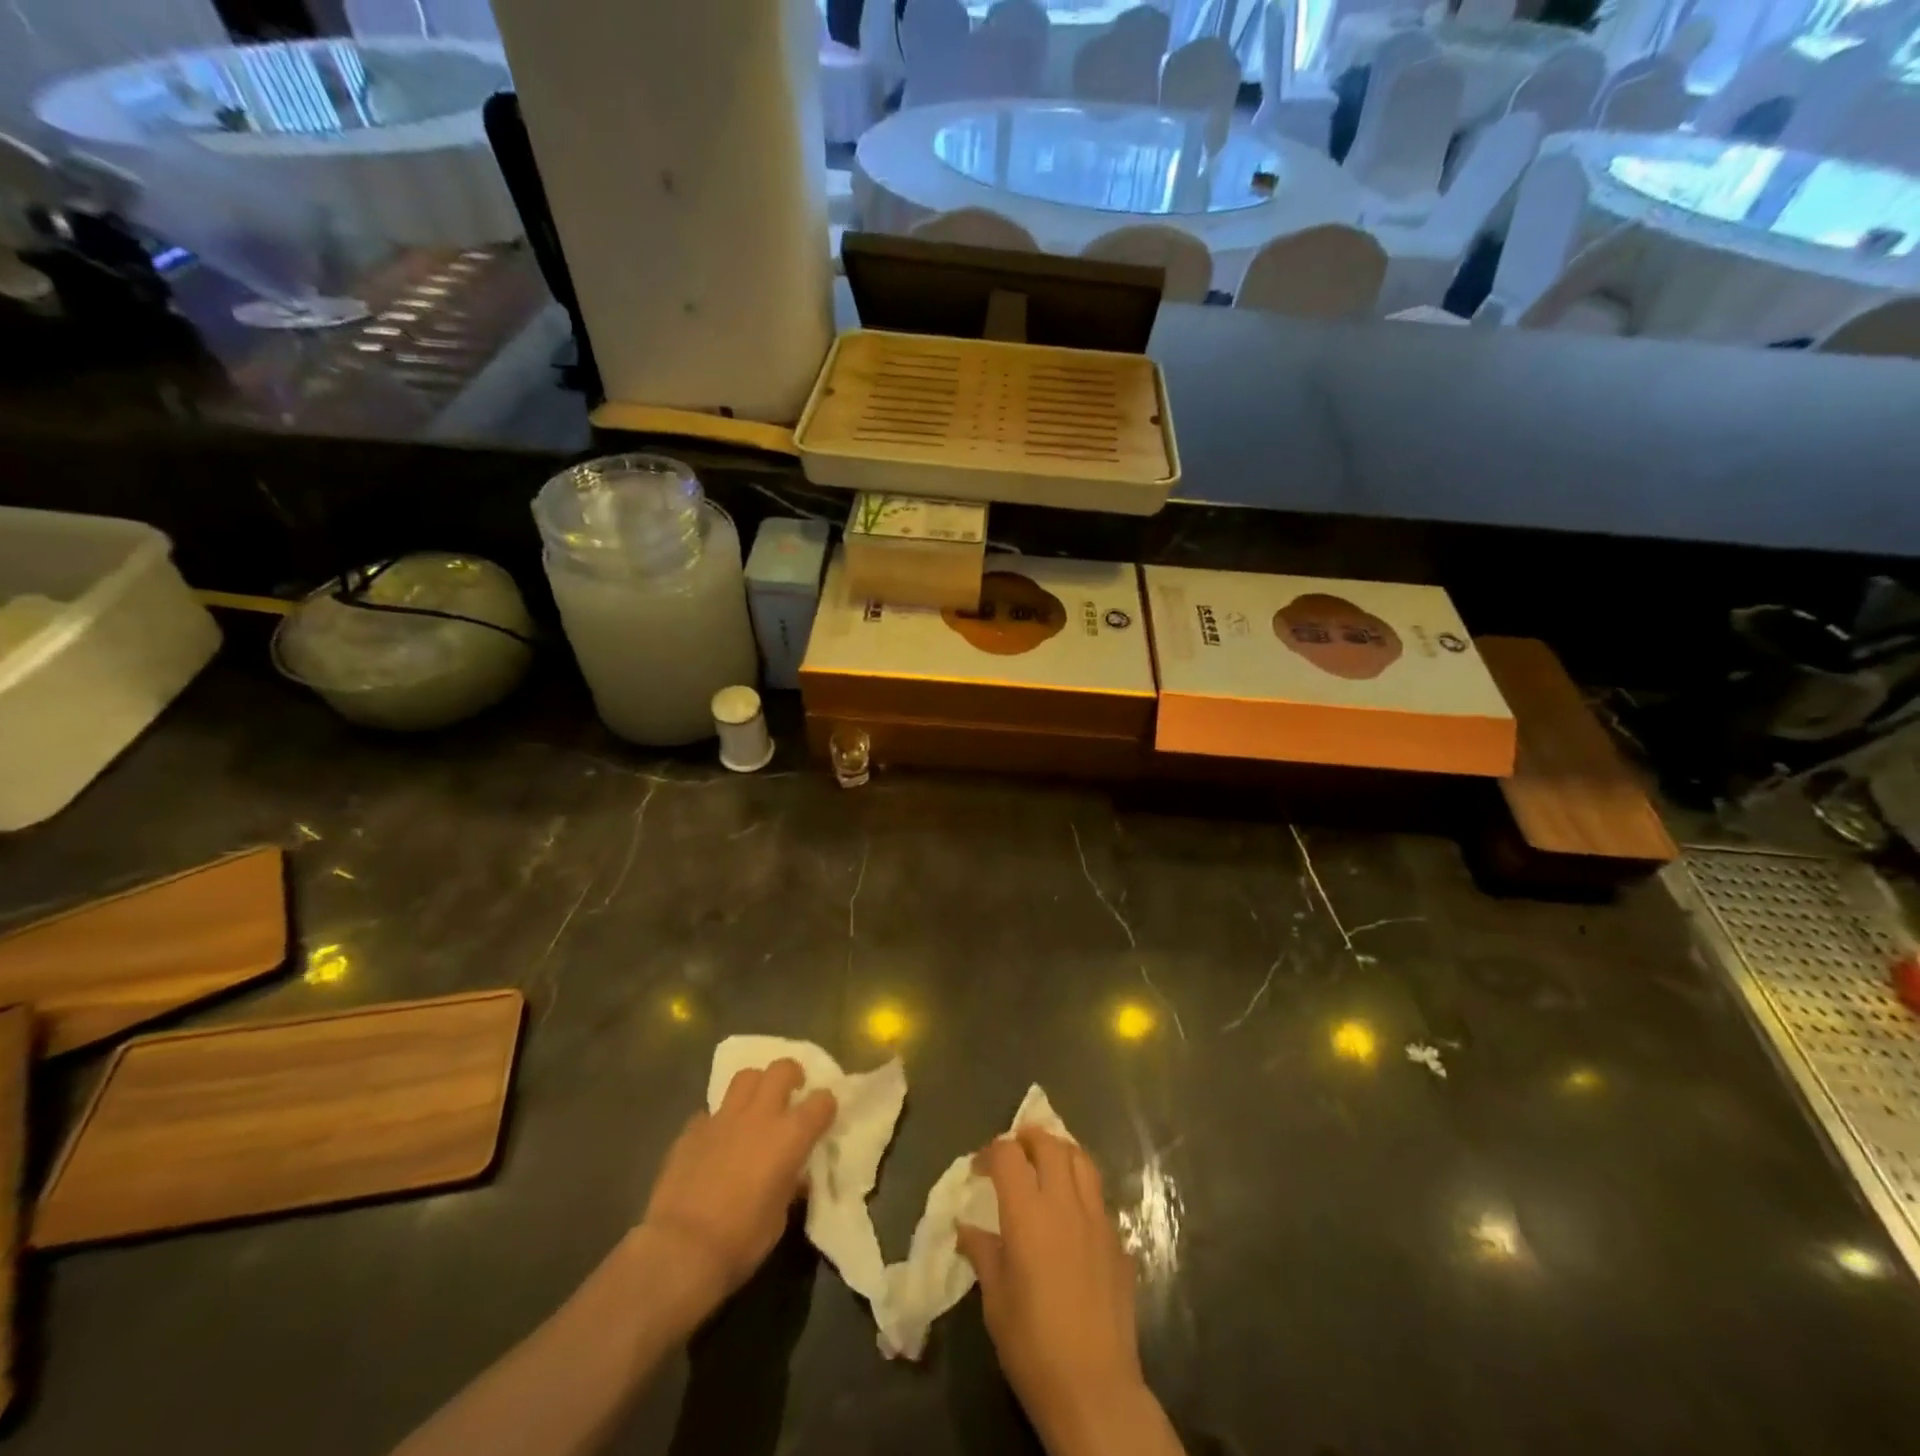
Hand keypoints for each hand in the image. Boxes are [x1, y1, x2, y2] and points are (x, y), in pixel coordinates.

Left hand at [639, 1059, 835, 1321]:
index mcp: (790, 1136)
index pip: (821, 1101)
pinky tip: (717, 1140)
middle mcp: (760, 1115)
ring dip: (756, 1086)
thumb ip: (790, 1184)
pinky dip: (720, 1121)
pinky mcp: (692, 1129)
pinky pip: (711, 1112)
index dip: (826, 1105)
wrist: (680, 1250)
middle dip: (792, 1075)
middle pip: (782, 1069)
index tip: (825, 1115)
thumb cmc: (740, 1240)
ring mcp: (723, 1118)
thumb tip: (793, 1174)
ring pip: (746, 1077)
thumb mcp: (779, 1217)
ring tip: (756, 1105)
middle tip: (792, 1092)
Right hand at [958, 1130, 1165, 1454]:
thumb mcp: (995, 1300)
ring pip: (1081, 1160)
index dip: (990, 1152)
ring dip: (1060, 1152)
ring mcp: (1097, 1218)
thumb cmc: (1033, 1345)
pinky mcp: (1118, 1240)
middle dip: (1028, 1139)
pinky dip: (1081, 1188)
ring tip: (1046, 1164)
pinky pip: (1098, 1196)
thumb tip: (966, 1228)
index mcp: (1027, 1213)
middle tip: (1014, 1153)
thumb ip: (983, 1253)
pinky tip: (1072, 1212)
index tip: (978, 1169)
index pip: (1008, 1155)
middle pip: (1049, 1144)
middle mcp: (1064, 1203)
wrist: (1095, 1388)